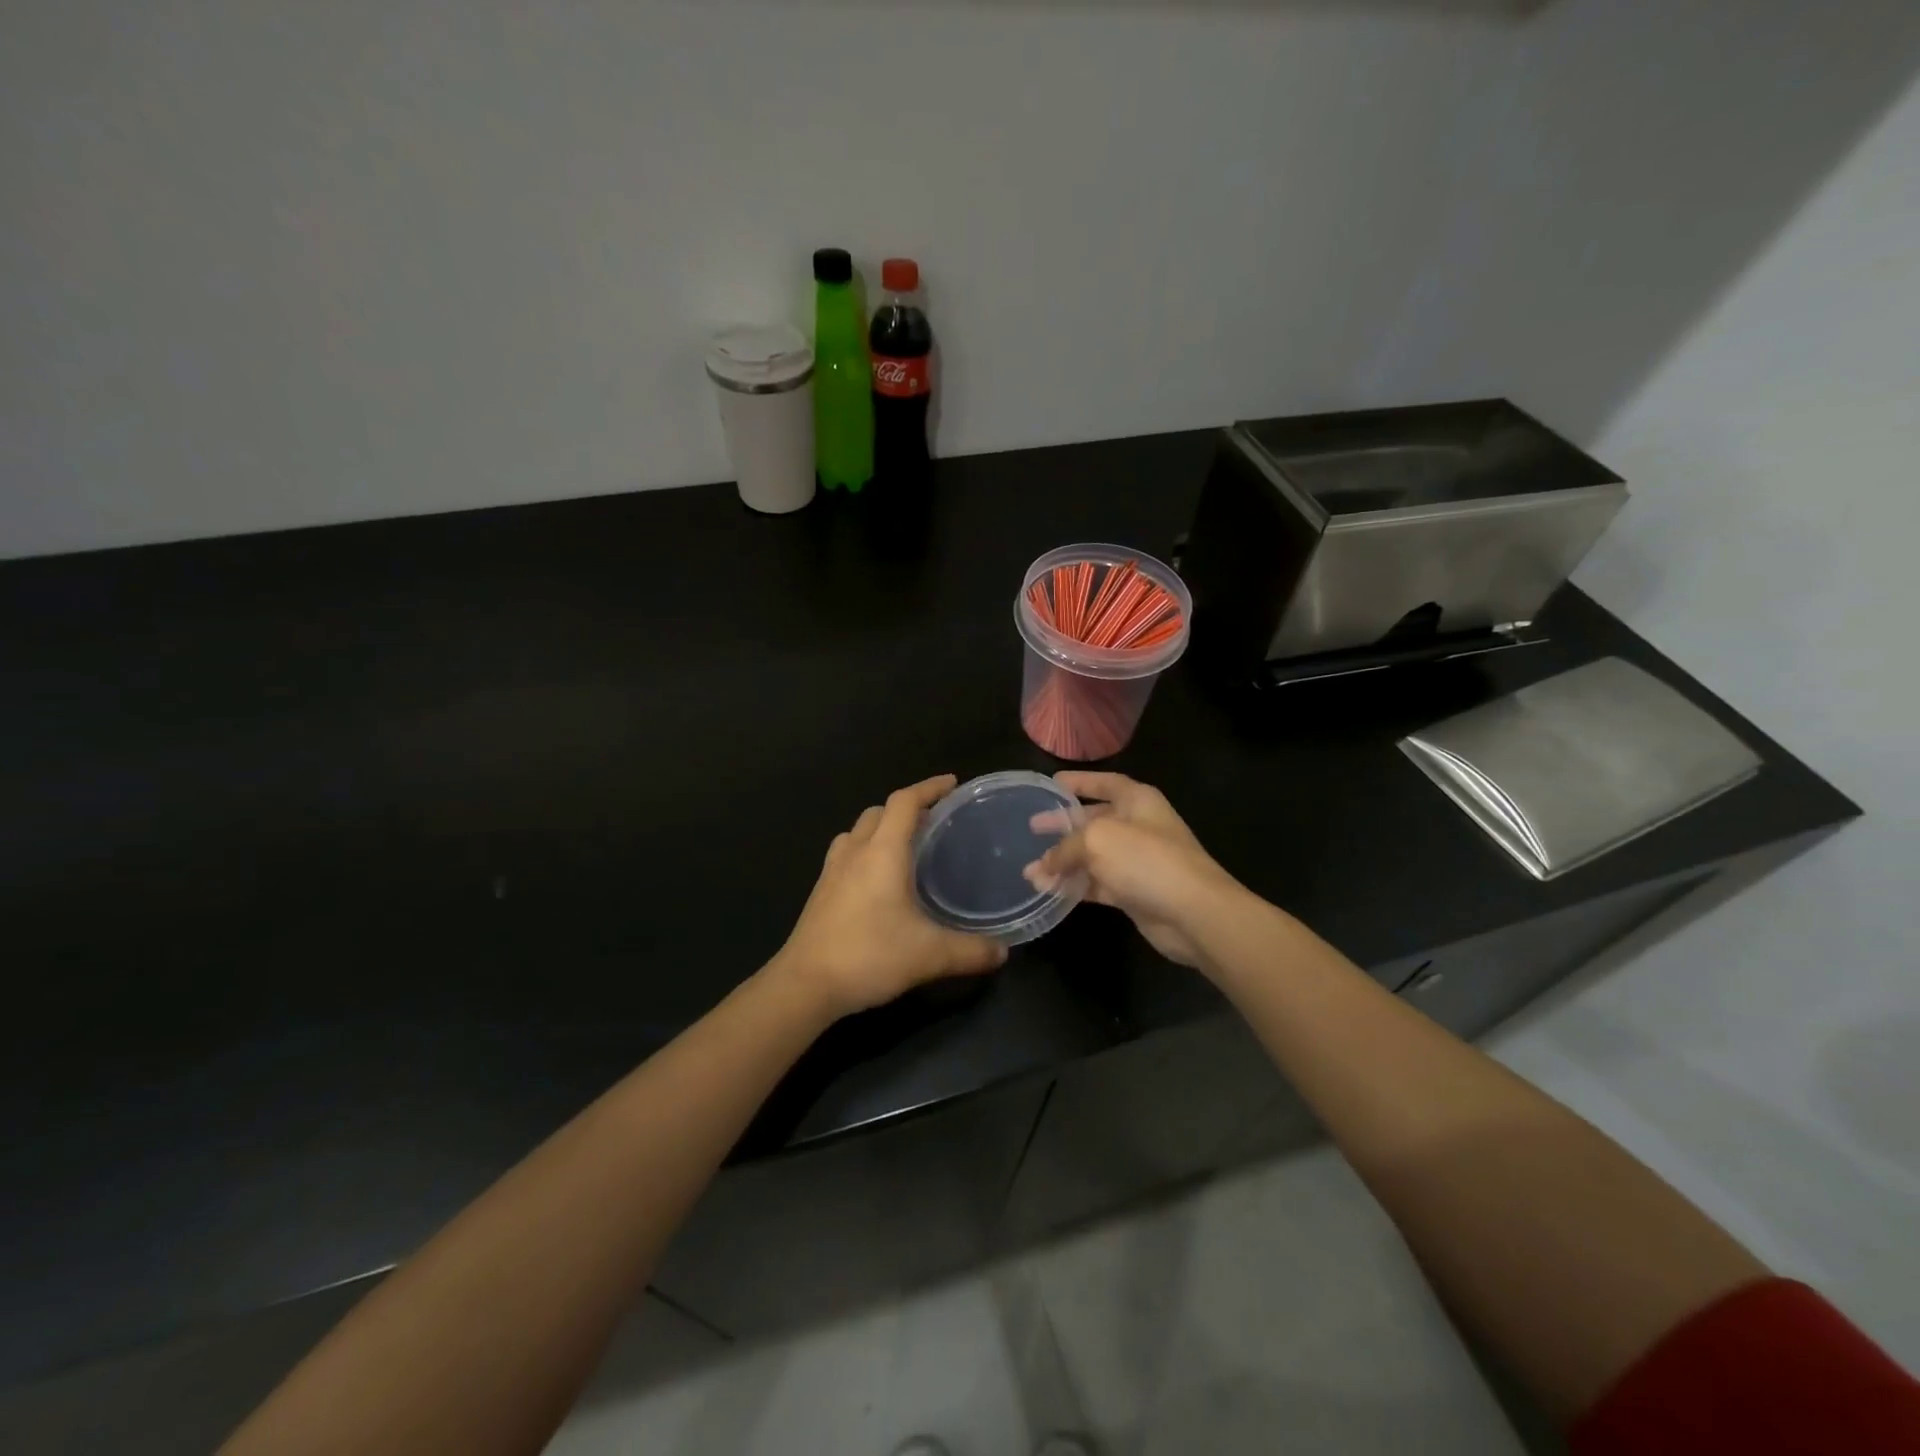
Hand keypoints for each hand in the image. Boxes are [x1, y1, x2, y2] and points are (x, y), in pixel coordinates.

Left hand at [774, 774, 1008, 1018]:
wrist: (805, 985)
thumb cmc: (869, 956)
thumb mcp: (930, 955)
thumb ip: (971, 951)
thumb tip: (1004, 952)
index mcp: (882, 852)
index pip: (904, 802)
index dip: (929, 787)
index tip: (952, 783)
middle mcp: (855, 852)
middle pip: (879, 812)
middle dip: (906, 808)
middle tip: (934, 821)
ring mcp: (832, 871)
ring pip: (857, 832)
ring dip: (881, 828)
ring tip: (905, 846)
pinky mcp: (821, 892)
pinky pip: (845, 855)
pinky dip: (864, 851)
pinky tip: (877, 880)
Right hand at [1023, 772, 1240, 969]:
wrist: (1193, 912)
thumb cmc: (1146, 859)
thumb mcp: (1097, 840)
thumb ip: (1065, 848)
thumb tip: (1042, 865)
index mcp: (1137, 800)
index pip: (1105, 783)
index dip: (1080, 781)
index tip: (1053, 783)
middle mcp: (1137, 826)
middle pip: (1094, 820)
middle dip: (1063, 825)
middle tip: (1032, 828)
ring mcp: (1136, 861)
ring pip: (1092, 856)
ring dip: (1062, 863)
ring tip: (1029, 871)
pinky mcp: (1133, 891)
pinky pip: (1097, 883)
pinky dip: (1074, 885)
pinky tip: (1047, 890)